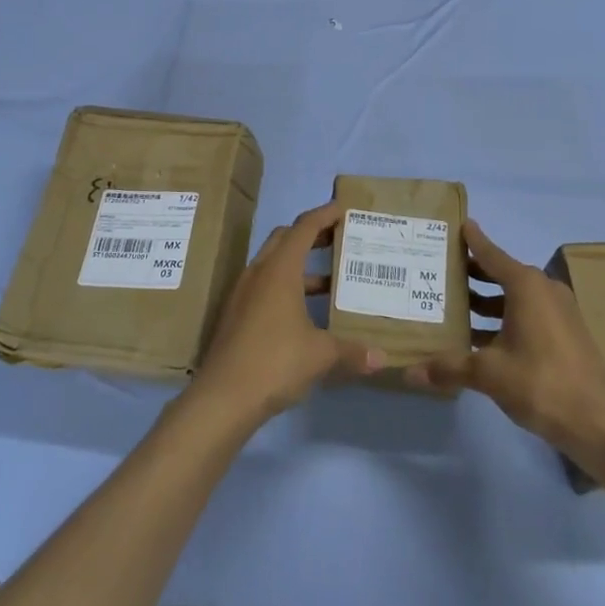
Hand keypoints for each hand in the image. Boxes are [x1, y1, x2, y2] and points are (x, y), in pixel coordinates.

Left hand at [191, 201, 383, 423]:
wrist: (222, 397)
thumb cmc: (275, 362)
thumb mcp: (320, 355)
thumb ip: (352, 351)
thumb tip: (382, 358)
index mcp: (280, 270)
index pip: (304, 227)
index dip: (325, 214)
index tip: (344, 208)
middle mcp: (259, 273)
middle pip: (284, 239)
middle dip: (311, 234)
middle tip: (338, 239)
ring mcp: (243, 293)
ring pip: (273, 263)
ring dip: (299, 264)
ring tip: (330, 280)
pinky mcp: (236, 314)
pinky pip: (264, 285)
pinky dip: (286, 286)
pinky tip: (304, 311)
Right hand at [406, 220, 604, 458]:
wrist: (597, 422)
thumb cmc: (540, 382)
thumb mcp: (489, 373)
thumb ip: (449, 367)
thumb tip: (410, 371)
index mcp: (526, 286)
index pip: (491, 254)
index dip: (473, 241)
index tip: (458, 224)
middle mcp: (544, 290)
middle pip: (502, 274)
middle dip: (473, 274)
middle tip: (442, 271)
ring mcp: (559, 312)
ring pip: (515, 297)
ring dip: (487, 301)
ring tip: (454, 307)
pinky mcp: (566, 334)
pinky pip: (528, 314)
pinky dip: (504, 318)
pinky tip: (480, 338)